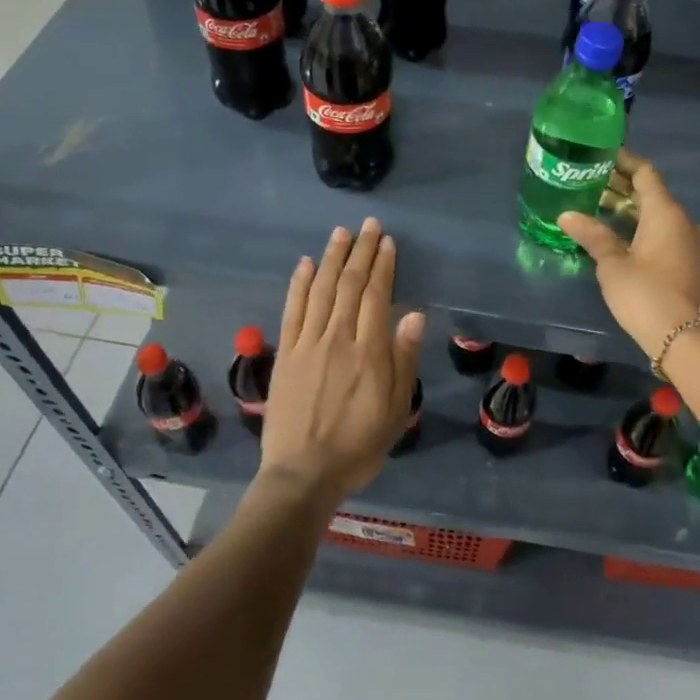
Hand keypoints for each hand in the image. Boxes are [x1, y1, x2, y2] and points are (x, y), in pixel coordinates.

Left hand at [259, 218, 424, 507]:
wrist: (303, 473)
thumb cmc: (358, 445)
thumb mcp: (395, 410)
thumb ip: (404, 359)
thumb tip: (414, 315)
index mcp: (369, 352)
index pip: (376, 296)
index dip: (383, 266)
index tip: (388, 243)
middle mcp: (337, 339)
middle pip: (349, 285)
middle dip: (361, 252)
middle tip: (369, 226)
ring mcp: (307, 344)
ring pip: (320, 290)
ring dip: (331, 258)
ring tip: (341, 233)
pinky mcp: (285, 354)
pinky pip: (292, 311)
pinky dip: (298, 284)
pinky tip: (304, 264)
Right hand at [558, 150, 699, 362]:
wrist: (684, 338)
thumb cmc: (646, 294)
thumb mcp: (613, 264)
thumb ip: (592, 235)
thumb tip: (566, 214)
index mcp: (665, 212)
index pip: (644, 173)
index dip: (623, 161)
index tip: (599, 154)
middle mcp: (680, 221)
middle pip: (649, 193)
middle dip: (619, 185)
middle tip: (587, 181)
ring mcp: (684, 243)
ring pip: (653, 215)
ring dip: (625, 209)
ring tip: (592, 206)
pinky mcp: (682, 263)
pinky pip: (657, 233)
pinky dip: (635, 227)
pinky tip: (612, 235)